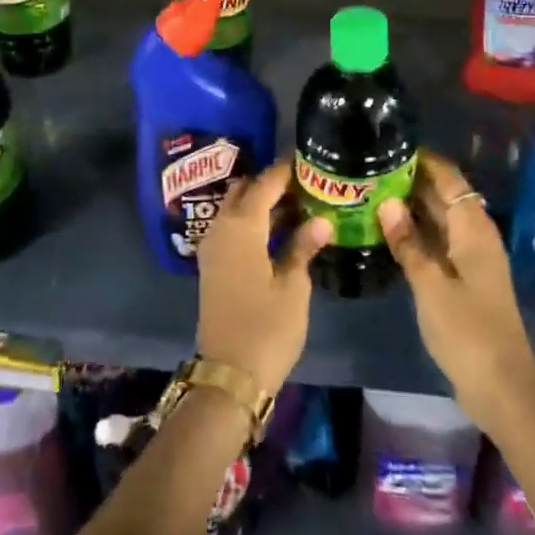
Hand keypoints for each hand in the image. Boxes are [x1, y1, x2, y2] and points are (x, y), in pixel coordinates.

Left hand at [194, 161, 331, 397]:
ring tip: (297, 204)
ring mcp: (213, 247)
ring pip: (236, 209)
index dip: (285, 170)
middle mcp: (222, 227)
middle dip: (271, 183)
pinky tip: (277, 231)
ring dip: (261, 203)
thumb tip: (321, 220)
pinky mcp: (213, 265)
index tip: (308, 160)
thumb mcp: (293, 286)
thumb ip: (303, 247)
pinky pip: (232, 228)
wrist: (229, 375)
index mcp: (242, 226)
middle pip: (245, 191)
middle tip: (304, 185)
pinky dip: (252, 221)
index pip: (265, 183)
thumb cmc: (266, 327)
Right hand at [377, 154, 534, 435]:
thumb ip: (407, 242)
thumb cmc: (467, 330)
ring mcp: (470, 257)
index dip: (422, 159)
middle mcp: (474, 234)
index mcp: (472, 227)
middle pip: (444, 195)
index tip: (388, 147)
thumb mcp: (430, 284)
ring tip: (371, 194)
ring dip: (411, 207)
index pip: (448, 177)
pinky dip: (416, 232)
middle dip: (411, 181)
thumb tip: (386, 202)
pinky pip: (438, 241)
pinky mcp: (464, 278)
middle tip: (370, 169)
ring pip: (439, 219)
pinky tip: (388, 232)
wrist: (501, 386)